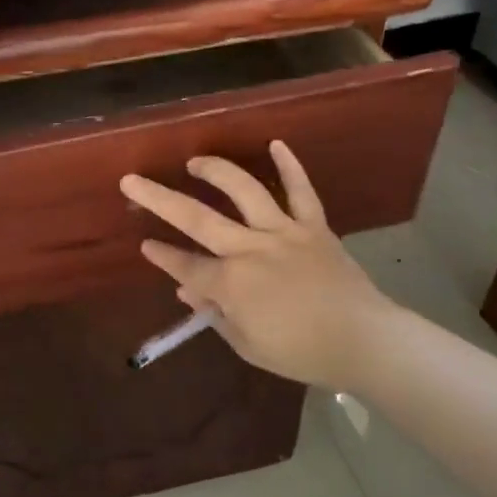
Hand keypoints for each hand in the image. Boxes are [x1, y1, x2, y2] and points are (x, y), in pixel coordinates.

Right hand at [121, 141, 398, 391]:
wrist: (364, 341)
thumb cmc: (302, 352)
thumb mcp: (248, 344)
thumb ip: (216, 315)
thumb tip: (189, 291)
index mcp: (233, 283)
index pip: (186, 266)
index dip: (162, 257)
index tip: (144, 244)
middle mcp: (251, 248)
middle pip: (197, 218)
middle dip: (159, 199)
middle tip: (132, 181)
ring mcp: (283, 232)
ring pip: (244, 191)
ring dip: (215, 171)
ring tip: (195, 162)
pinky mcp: (314, 226)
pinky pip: (301, 191)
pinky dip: (289, 166)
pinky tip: (275, 144)